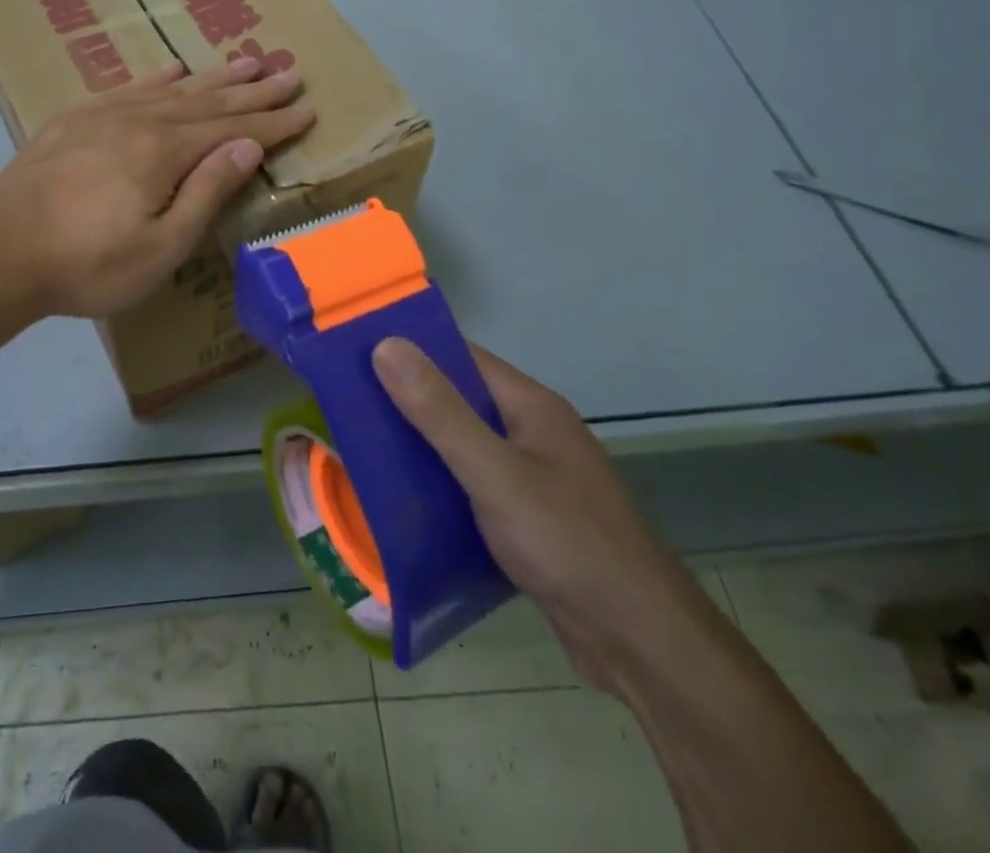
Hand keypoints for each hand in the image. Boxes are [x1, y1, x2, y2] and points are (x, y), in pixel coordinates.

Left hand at [0, 57, 313, 318]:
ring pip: (171, 89)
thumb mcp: (161, 246)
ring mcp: (102, 115)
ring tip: (246, 60)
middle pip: (208, 100)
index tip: (306, 107)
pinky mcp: (73, 120)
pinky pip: (126, 88)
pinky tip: (171, 69)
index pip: (233, 129)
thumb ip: (206, 191)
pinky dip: (155, 77)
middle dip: (252, 89)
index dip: (273, 121)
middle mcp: (139, 120)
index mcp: (164, 151)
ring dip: (212, 77)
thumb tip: (248, 145)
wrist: (1, 254)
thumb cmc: (89, 265)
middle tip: (288, 72)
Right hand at [373, 338, 717, 696]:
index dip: (411, 350)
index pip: (461, 357)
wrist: (642, 644)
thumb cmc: (567, 542)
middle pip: (460, 401)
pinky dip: (441, 486)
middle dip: (408, 401)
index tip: (355, 352)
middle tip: (347, 404)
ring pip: (465, 447)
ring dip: (421, 447)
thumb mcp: (494, 472)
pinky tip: (404, 501)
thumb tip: (386, 345)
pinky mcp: (530, 520)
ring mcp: (534, 477)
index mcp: (530, 406)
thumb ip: (440, 411)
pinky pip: (473, 486)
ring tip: (362, 448)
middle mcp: (533, 432)